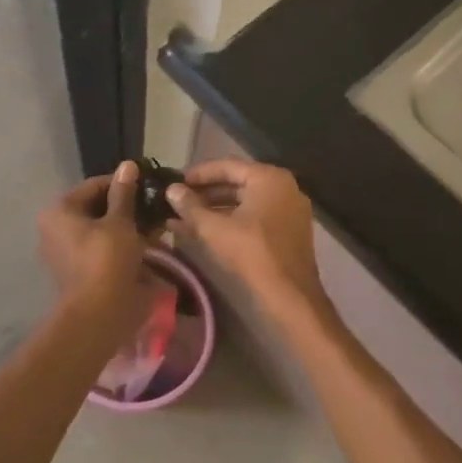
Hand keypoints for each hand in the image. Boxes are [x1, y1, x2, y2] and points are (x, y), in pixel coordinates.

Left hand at [39, 162, 151, 329]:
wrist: (99, 316)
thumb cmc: (107, 261)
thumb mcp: (120, 223)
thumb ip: (124, 194)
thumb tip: (128, 165)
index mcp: (59, 211)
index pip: (94, 186)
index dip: (123, 183)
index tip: (149, 184)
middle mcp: (56, 228)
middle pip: (97, 208)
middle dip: (128, 207)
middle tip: (155, 206)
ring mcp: (66, 251)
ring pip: (102, 229)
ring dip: (128, 227)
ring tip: (156, 225)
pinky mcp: (80, 270)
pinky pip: (103, 249)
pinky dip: (123, 245)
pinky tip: (149, 244)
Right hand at [167, 159, 329, 320]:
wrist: (290, 296)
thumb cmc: (251, 253)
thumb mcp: (214, 228)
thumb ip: (190, 206)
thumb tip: (171, 190)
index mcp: (269, 178)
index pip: (227, 166)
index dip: (198, 174)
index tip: (175, 182)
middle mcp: (283, 187)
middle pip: (236, 183)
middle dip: (204, 194)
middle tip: (177, 200)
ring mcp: (288, 210)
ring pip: (244, 203)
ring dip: (214, 210)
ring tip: (182, 218)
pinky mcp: (288, 231)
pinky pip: (254, 217)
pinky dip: (231, 221)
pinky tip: (203, 232)